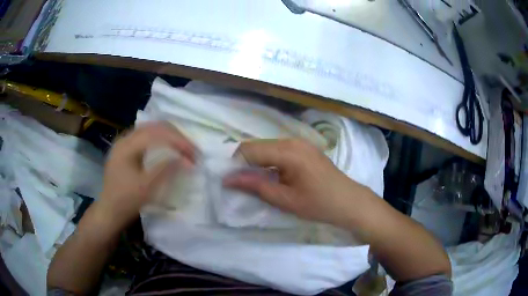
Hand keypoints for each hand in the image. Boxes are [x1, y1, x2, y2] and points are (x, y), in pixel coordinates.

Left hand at [94, 122, 195, 233]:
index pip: (157, 134)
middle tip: (191, 150)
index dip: (178, 141)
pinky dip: (161, 140)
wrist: (109, 211)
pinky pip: (146, 137)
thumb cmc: (126, 201)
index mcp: (127, 146)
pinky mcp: (126, 149)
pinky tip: (168, 148)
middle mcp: (125, 139)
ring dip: (169, 136)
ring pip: (151, 129)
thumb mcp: (147, 188)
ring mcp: (124, 143)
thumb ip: (165, 170)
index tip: (195, 154)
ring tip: (183, 148)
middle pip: (154, 126)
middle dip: (176, 136)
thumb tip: (186, 159)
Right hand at [224, 139, 371, 227]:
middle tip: (242, 185)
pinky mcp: (304, 148)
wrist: (349, 202)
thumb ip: (256, 186)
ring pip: (266, 148)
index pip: (249, 150)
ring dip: (256, 164)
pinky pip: (277, 151)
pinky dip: (269, 163)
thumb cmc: (319, 204)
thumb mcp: (285, 200)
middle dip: (244, 164)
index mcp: (288, 151)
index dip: (235, 165)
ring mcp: (299, 143)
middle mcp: (292, 141)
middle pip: (257, 146)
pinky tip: (272, 178)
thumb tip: (228, 179)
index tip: (230, 183)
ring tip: (257, 184)